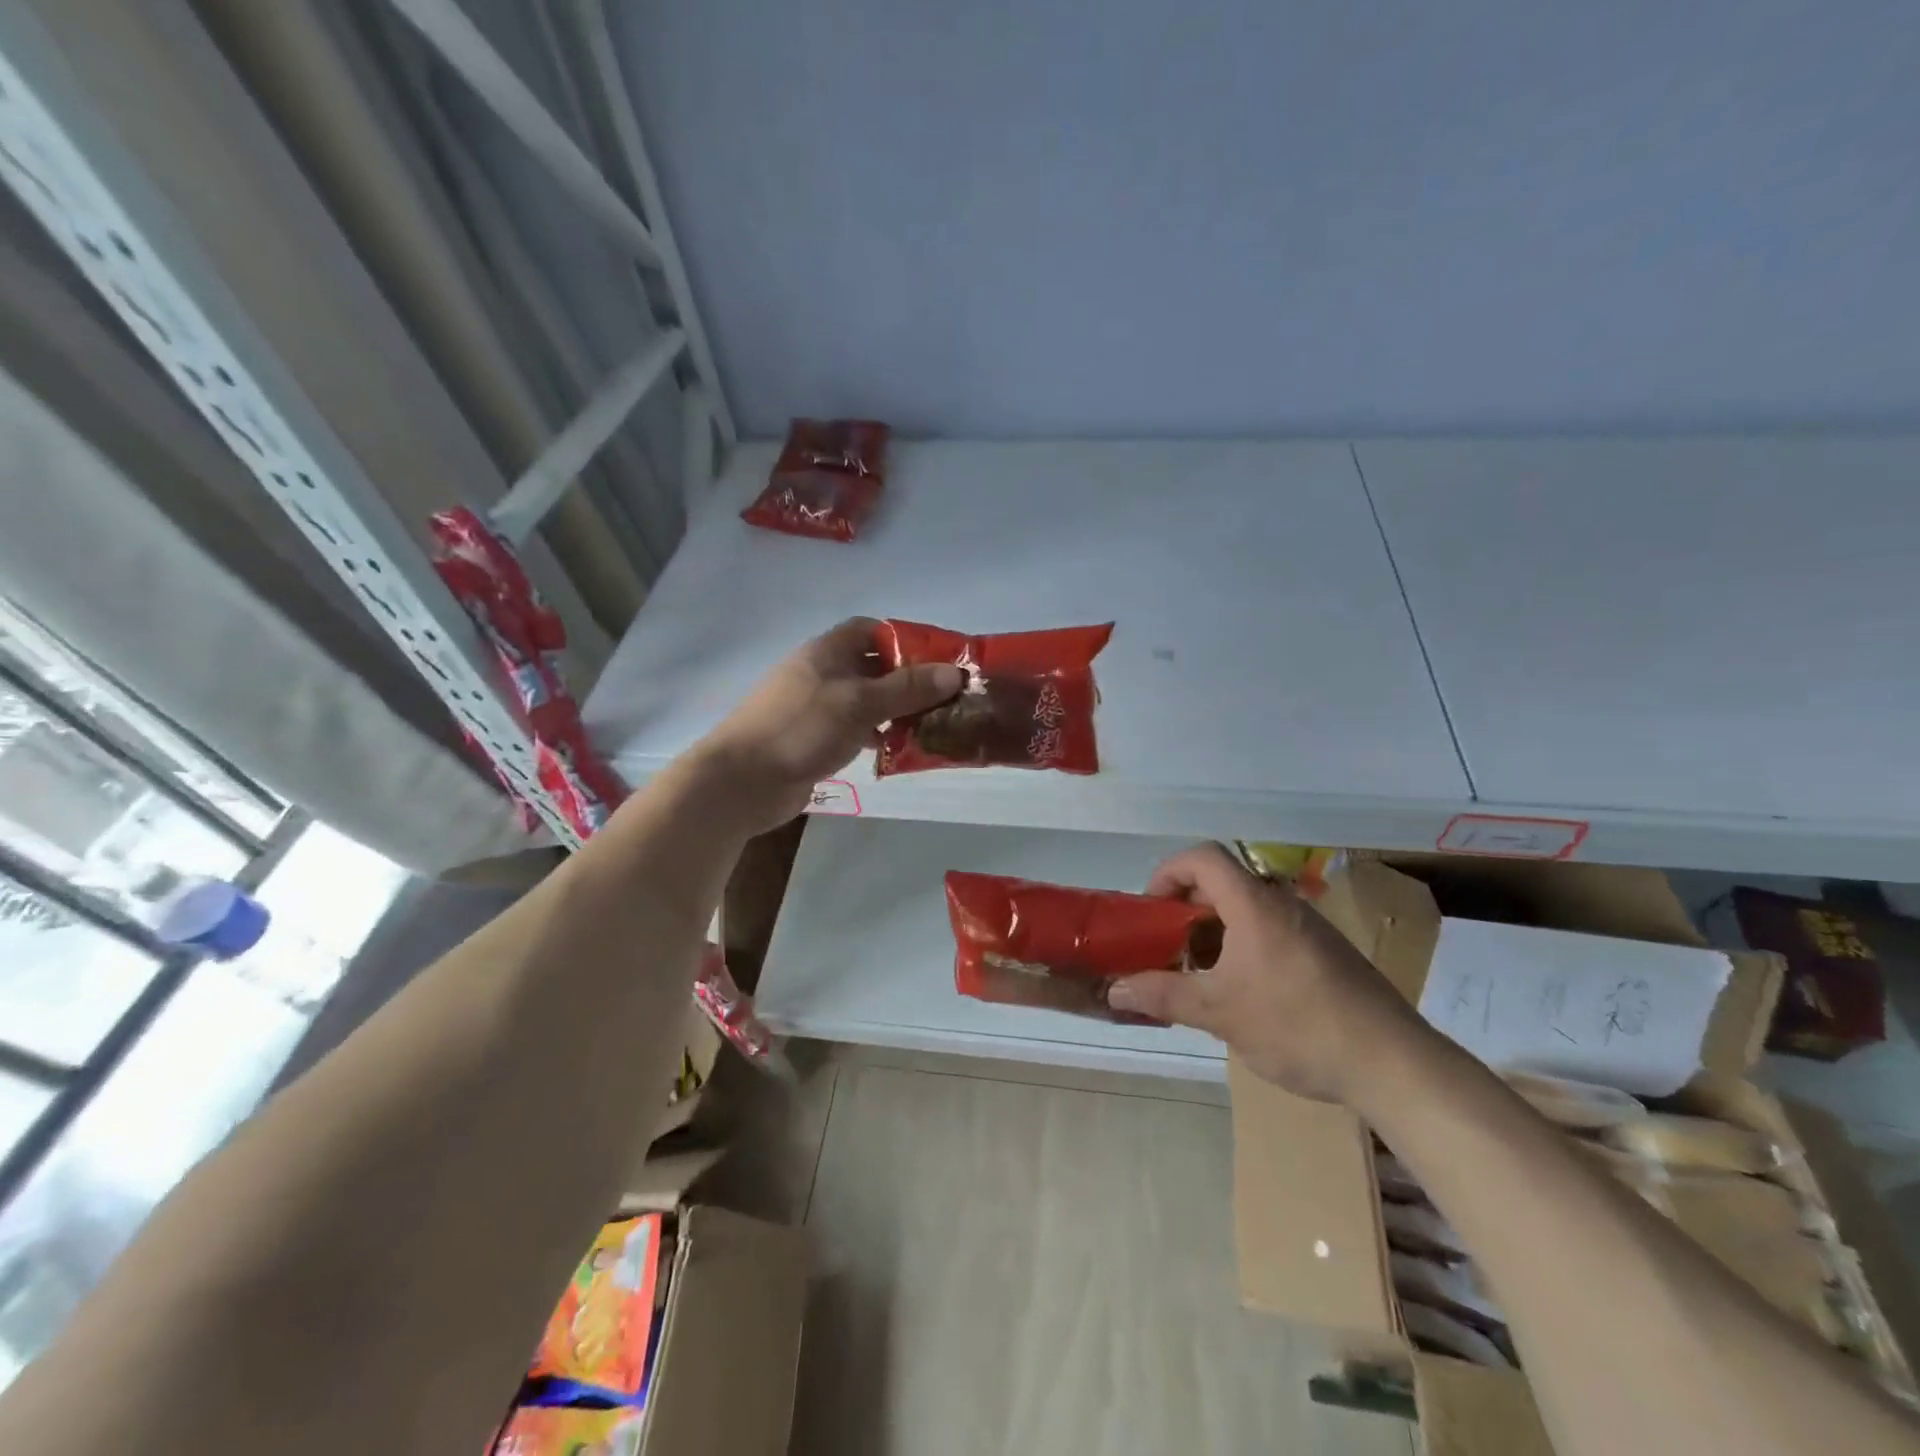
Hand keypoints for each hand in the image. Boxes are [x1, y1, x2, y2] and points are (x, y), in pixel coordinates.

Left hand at [698, 618, 961, 828]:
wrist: (742, 781)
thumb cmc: (801, 729)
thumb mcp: (860, 703)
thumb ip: (907, 688)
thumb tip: (955, 673)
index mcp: (827, 651)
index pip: (871, 630)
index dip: (905, 639)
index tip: (939, 658)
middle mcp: (822, 673)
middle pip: (873, 666)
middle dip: (909, 679)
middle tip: (947, 697)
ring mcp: (816, 708)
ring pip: (867, 700)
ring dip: (897, 710)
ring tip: (934, 724)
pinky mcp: (814, 739)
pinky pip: (855, 729)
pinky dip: (878, 735)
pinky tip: (900, 750)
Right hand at [1107, 844, 1429, 1104]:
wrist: (1393, 1064)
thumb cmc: (1298, 1025)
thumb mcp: (1220, 1012)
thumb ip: (1164, 995)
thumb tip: (1115, 989)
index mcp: (1254, 905)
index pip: (1203, 857)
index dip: (1168, 872)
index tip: (1152, 910)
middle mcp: (1283, 904)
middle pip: (1223, 883)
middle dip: (1186, 908)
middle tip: (1168, 946)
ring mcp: (1310, 929)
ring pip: (1248, 911)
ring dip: (1215, 932)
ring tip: (1201, 976)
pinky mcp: (1328, 954)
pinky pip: (1272, 933)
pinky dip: (1244, 948)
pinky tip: (1245, 996)